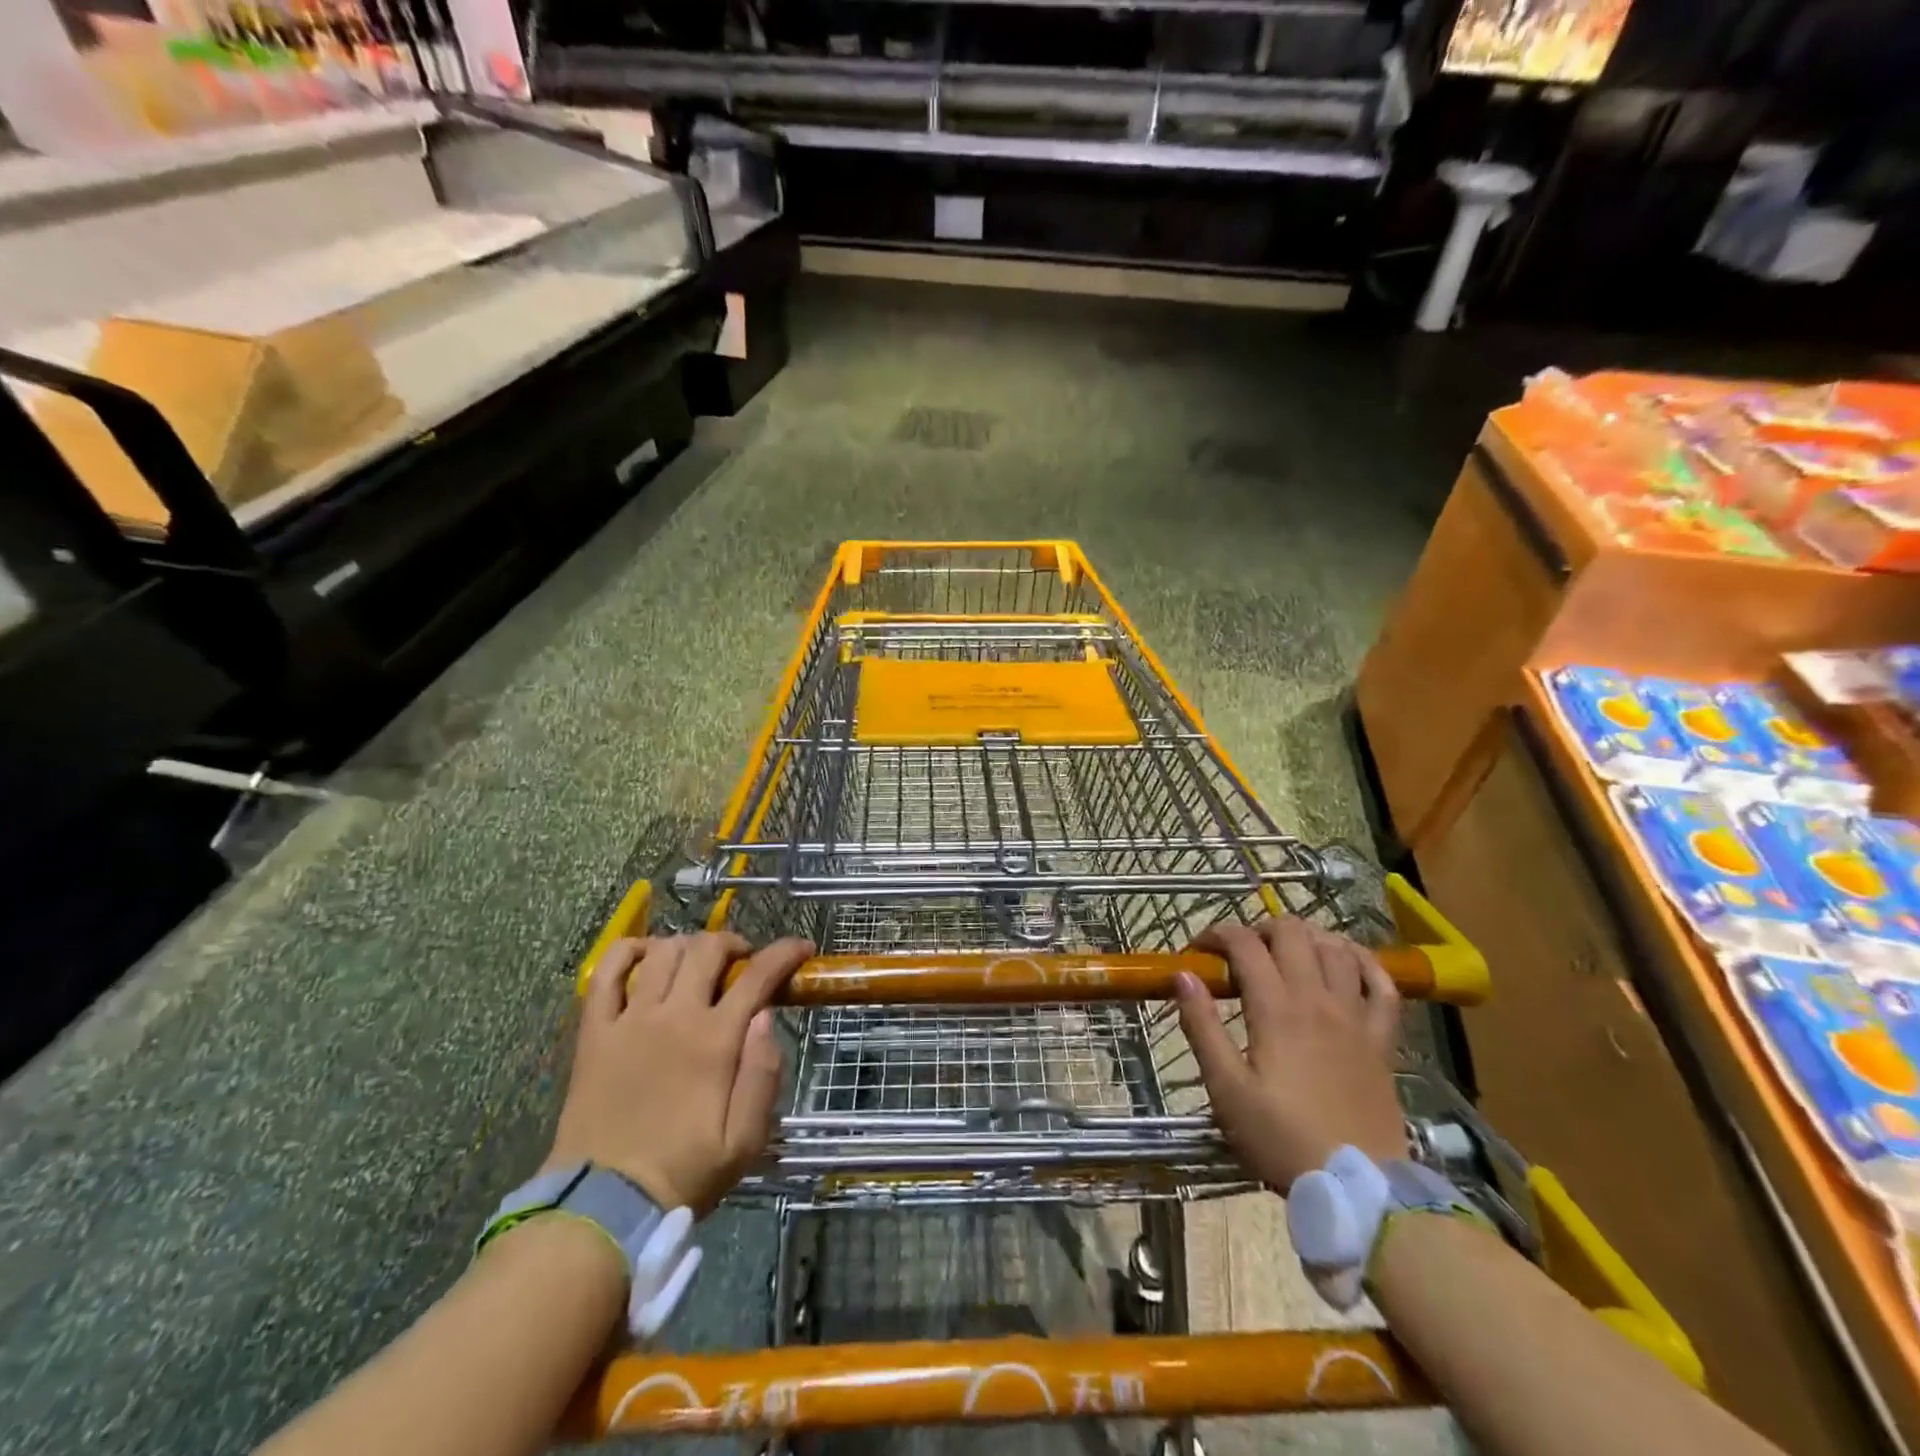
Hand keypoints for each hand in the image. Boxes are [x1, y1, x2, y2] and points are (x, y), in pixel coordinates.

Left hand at [545, 932, 812, 1211]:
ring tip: (697, 963)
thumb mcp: (744, 1141)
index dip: (785, 953)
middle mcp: (674, 1016)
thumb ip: (762, 1075)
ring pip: (662, 953)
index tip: (802, 948)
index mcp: (715, 1040)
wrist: (604, 1206)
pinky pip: (604, 973)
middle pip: (707, 950)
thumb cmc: (684, 1172)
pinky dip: (626, 952)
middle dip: (734, 944)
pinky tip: (643, 955)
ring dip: (688, 946)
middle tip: (743, 962)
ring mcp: (629, 1020)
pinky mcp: (594, 1032)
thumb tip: (766, 1017)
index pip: (758, 975)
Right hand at [1175, 918, 1406, 1191]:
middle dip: (1259, 929)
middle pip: (1292, 932)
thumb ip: (1202, 1027)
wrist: (1360, 1188)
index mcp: (1276, 1009)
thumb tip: (1183, 976)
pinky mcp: (1382, 1039)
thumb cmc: (1282, 1139)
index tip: (1198, 951)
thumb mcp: (1226, 1089)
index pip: (1244, 944)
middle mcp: (1318, 999)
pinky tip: (1346, 961)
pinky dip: (1364, 961)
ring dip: (1307, 937)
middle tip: (1241, 952)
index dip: (1216, 935)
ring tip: (1286, 952)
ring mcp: (1356, 1016)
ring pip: (1336, 948)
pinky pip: (1383, 984)